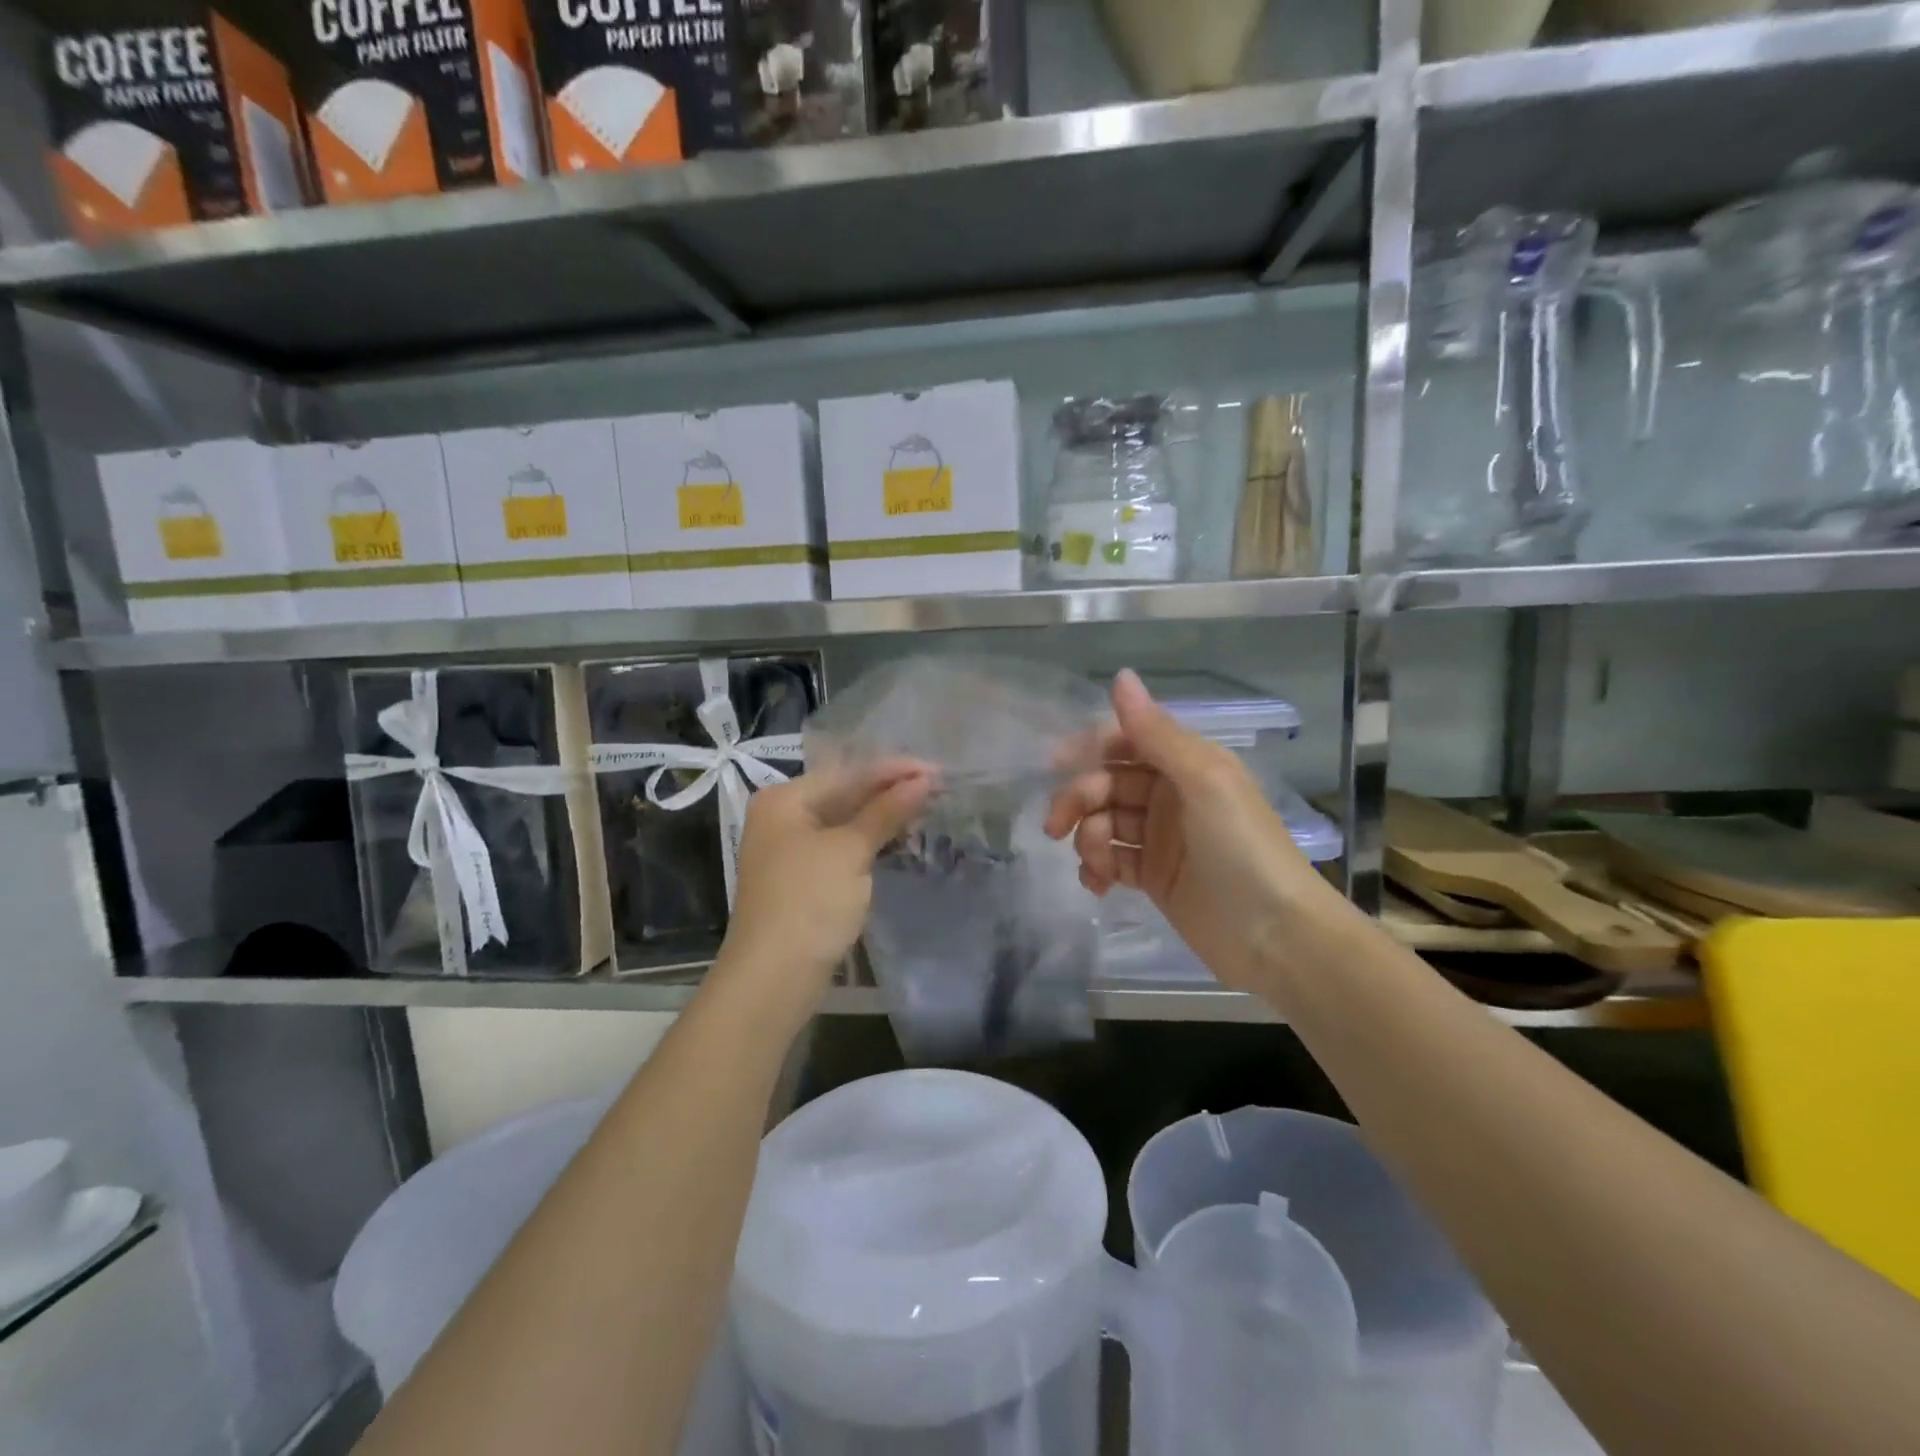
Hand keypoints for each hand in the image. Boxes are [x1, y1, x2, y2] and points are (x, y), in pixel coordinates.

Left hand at [717, 759, 932, 1019]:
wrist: (773, 978)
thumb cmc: (809, 902)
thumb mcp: (849, 851)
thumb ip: (886, 811)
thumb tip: (923, 780)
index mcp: (785, 799)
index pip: (847, 773)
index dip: (893, 770)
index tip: (937, 769)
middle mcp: (783, 817)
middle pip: (845, 794)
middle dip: (890, 792)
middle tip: (938, 787)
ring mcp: (792, 850)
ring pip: (846, 822)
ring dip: (884, 817)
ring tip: (928, 808)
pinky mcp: (804, 879)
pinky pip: (843, 847)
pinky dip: (871, 842)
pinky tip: (901, 838)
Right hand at [1045, 670, 1338, 991]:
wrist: (1275, 935)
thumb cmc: (1241, 848)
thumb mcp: (1203, 781)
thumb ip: (1156, 733)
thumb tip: (1120, 675)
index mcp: (1186, 764)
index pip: (1127, 742)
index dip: (1090, 748)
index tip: (1054, 764)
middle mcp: (1171, 796)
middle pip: (1108, 784)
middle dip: (1079, 800)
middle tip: (1056, 826)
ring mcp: (1161, 839)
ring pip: (1104, 823)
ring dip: (1088, 839)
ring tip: (1095, 865)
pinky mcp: (1154, 878)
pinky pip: (1112, 861)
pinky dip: (1097, 869)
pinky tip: (1097, 884)